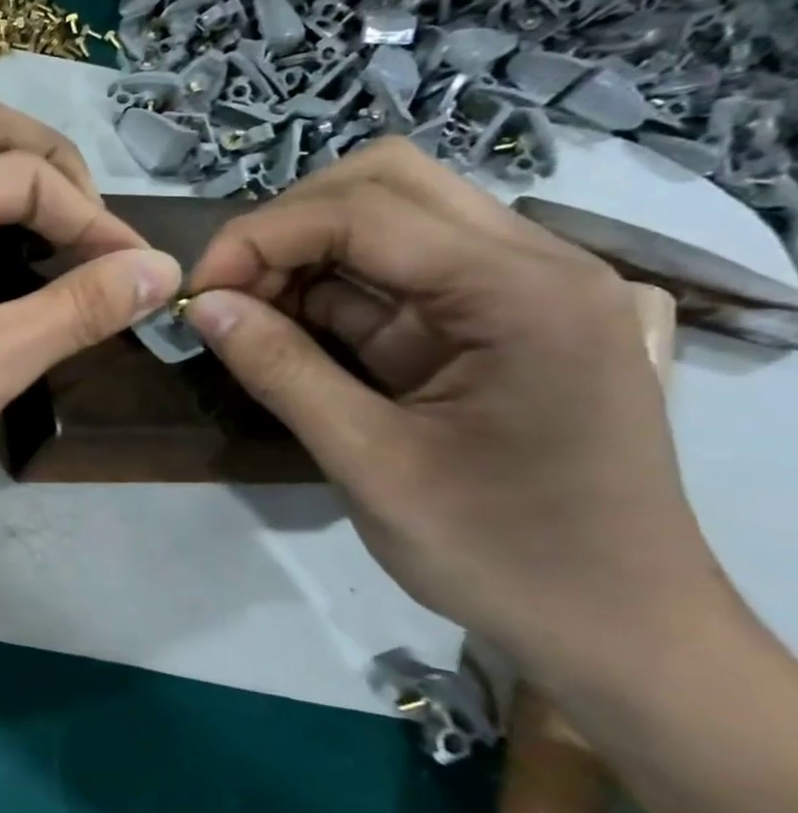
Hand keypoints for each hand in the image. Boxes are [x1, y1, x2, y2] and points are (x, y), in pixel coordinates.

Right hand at [184, 138, 723, 673]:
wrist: (617, 630)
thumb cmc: (502, 553)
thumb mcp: (371, 465)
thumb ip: (282, 372)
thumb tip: (200, 306)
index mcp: (521, 293)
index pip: (363, 212)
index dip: (259, 238)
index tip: (195, 293)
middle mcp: (530, 265)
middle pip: (383, 182)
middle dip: (285, 225)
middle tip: (228, 291)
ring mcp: (514, 289)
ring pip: (385, 216)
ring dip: (301, 253)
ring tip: (246, 314)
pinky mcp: (490, 321)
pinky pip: (392, 272)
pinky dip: (326, 289)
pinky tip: (285, 331)